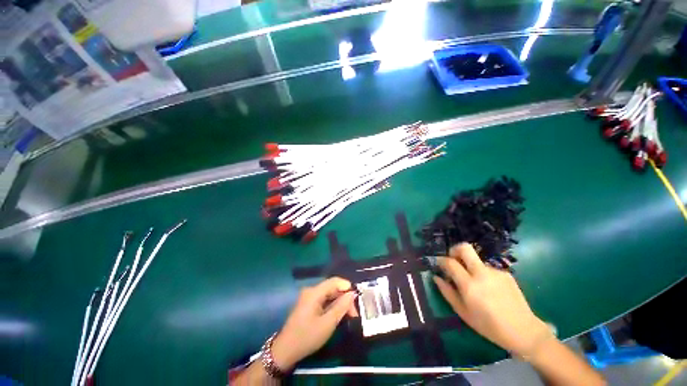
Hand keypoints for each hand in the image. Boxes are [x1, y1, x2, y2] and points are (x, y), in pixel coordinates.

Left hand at [271, 277, 357, 369]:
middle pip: (332, 288)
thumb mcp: (328, 323)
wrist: (285, 351)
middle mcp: (311, 291)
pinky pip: (324, 300)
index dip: (347, 287)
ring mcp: (309, 297)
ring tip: (349, 316)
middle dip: (344, 298)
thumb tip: (352, 294)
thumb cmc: (307, 337)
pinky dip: (333, 306)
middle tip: (354, 313)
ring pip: (329, 294)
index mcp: (314, 292)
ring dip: (340, 303)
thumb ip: (341, 307)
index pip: (334, 281)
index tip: (356, 300)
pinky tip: (338, 315)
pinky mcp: (308, 304)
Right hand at [433, 243, 550, 356]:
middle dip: (455, 249)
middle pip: (465, 248)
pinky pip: (487, 268)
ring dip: (470, 266)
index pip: (450, 262)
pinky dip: (483, 274)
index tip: (439, 264)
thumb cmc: (489, 326)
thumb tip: (436, 277)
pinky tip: (489, 289)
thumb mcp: (463, 313)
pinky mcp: (506, 273)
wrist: (524, 331)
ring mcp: (495, 272)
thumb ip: (447, 292)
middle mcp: (482, 273)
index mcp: (470, 285)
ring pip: (476, 260)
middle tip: (453, 259)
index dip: (441, 260)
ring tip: (475, 284)